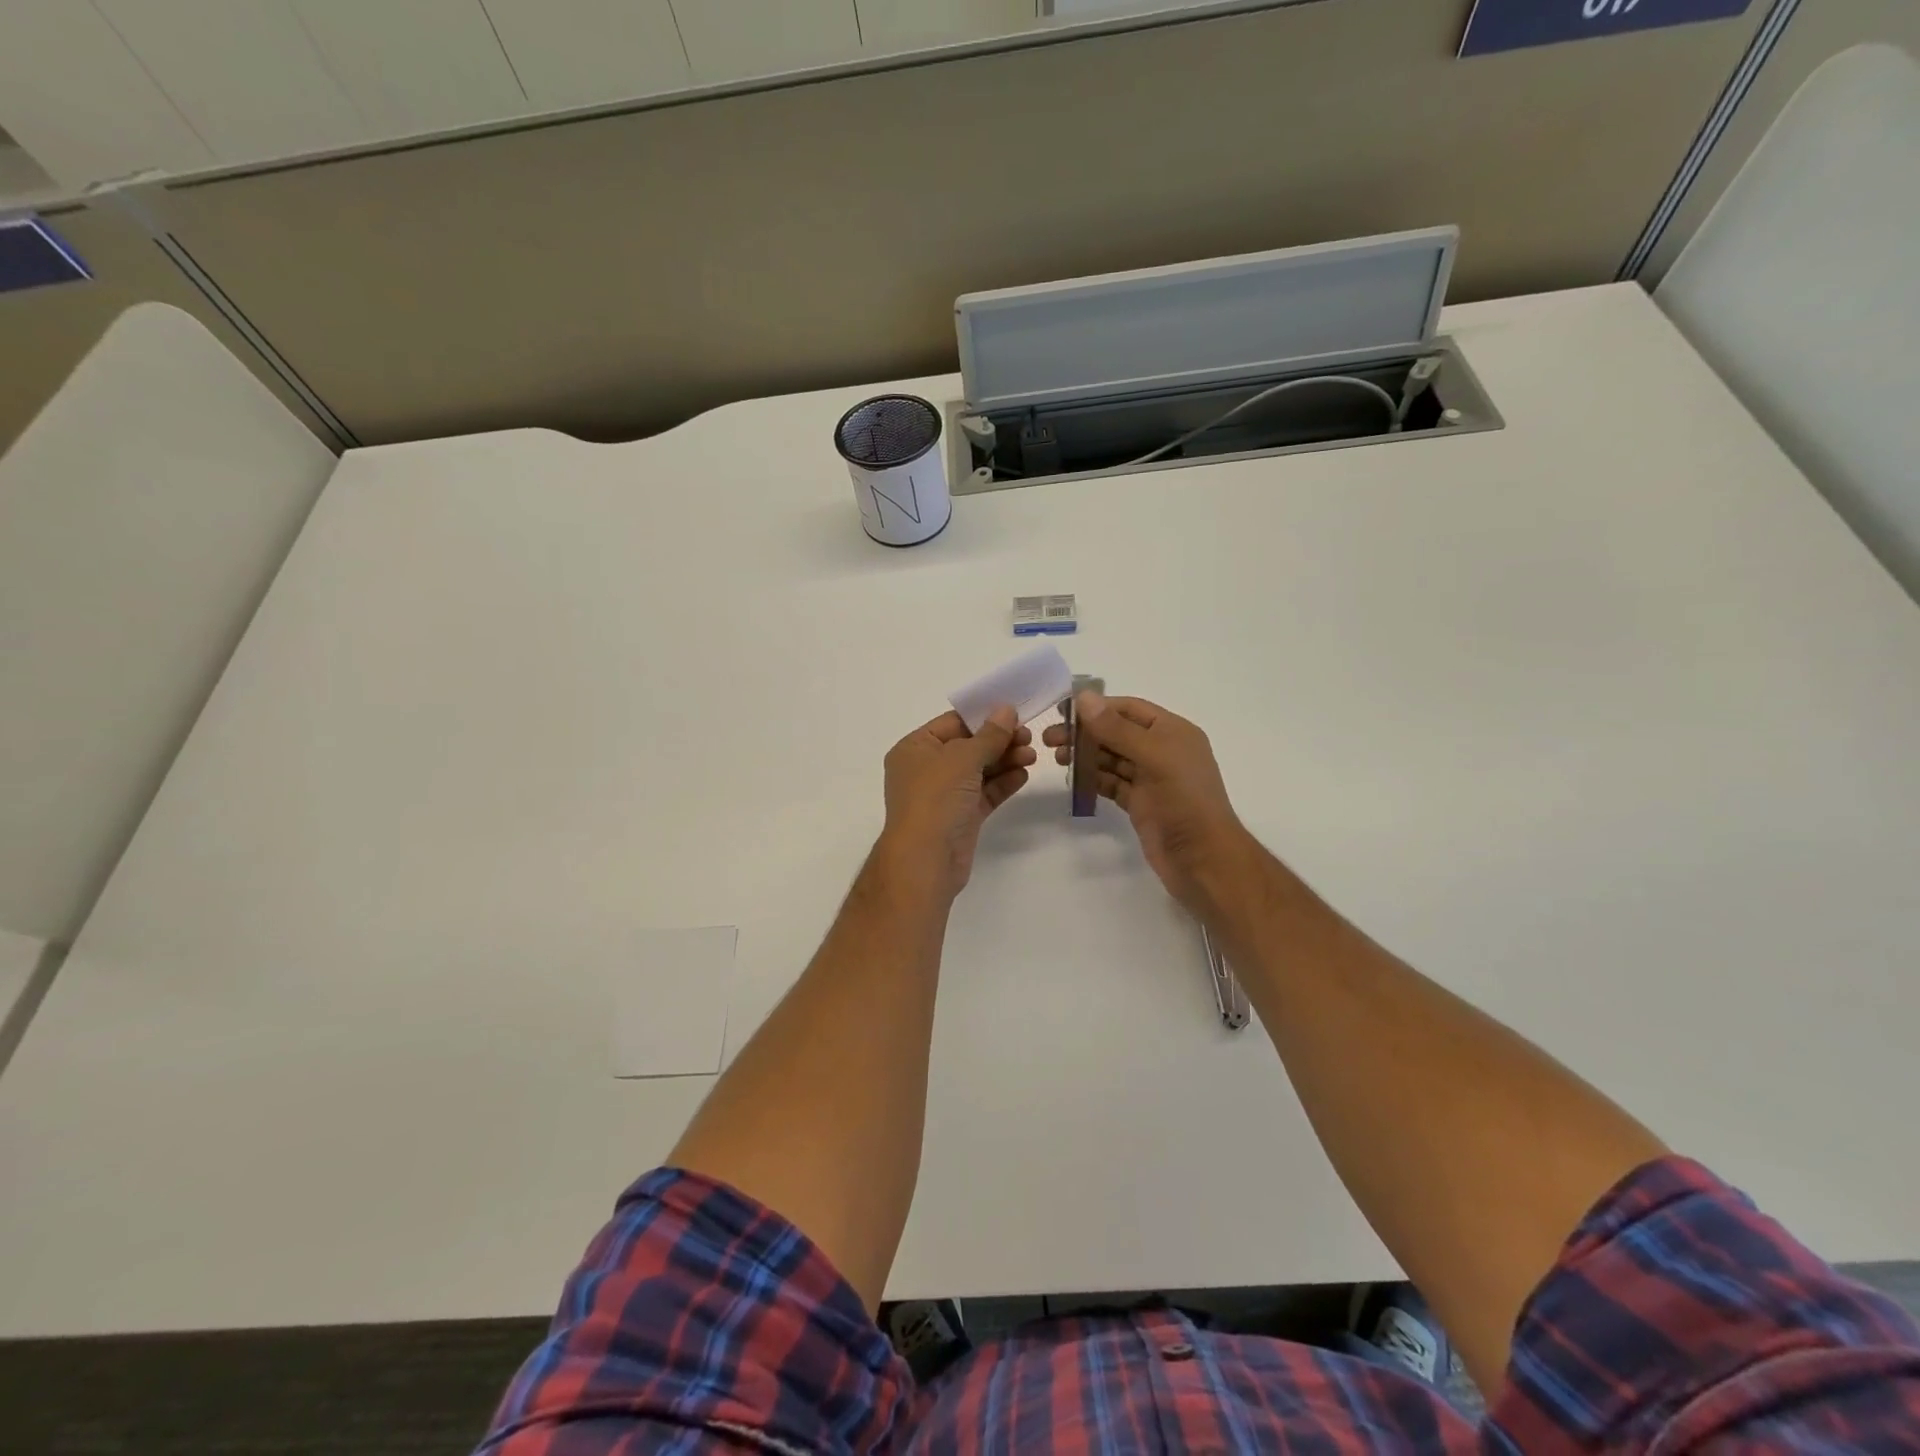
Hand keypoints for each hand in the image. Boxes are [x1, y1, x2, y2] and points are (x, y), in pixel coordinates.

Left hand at [878, 707, 1035, 898]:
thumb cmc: (936, 798)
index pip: (952, 723)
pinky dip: (1003, 783)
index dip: (983, 716)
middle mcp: (926, 769)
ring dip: (1005, 761)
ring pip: (979, 770)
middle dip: (999, 740)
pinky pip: (984, 793)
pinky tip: (1024, 774)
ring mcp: (944, 795)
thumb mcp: (963, 758)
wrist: (926, 860)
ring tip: (1032, 756)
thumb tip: (1006, 710)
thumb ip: (989, 735)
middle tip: (1028, 737)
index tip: (1015, 713)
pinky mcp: (960, 817)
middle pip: (968, 746)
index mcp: (915, 748)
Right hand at [1043, 694, 1253, 917]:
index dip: (1097, 707)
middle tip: (1050, 739)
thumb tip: (1083, 698)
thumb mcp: (1153, 756)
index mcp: (1173, 732)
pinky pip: (1111, 783)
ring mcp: (1151, 779)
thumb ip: (1116, 728)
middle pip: (1117, 733)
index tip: (1063, 712)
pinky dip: (1093, 779)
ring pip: (1112, 759)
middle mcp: (1162, 751)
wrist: (1202, 859)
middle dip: (1085, 733)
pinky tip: (1072, 779)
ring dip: (1085, 755)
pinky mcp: (1140, 804)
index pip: (1129, 709)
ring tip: (1057, 758)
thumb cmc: (1184, 800)